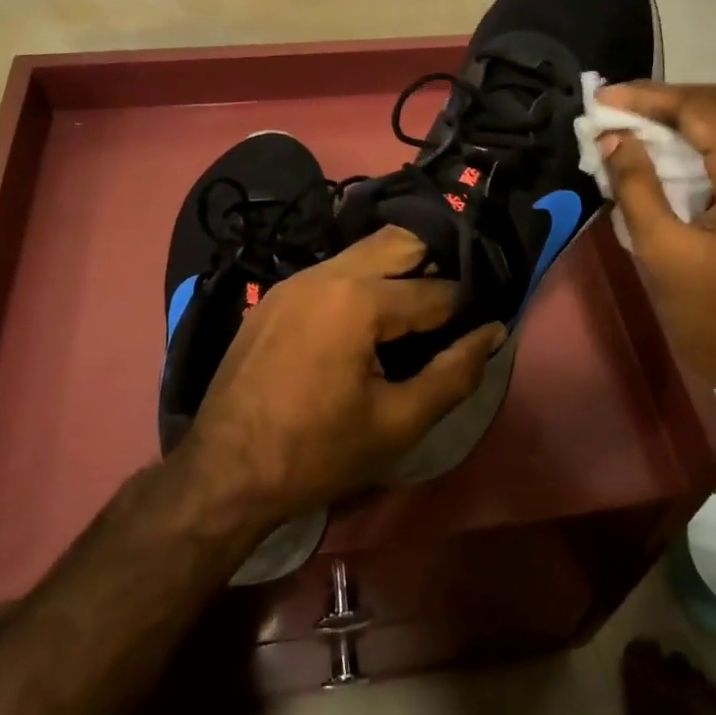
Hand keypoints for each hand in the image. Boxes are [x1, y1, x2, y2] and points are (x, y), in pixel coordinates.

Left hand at [183, 225, 504, 520]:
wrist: (223, 473)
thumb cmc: (317, 453)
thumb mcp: (397, 423)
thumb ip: (453, 374)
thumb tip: (492, 332)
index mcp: (358, 300)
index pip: (433, 290)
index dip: (465, 305)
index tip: (484, 317)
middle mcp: (326, 273)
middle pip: (397, 241)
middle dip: (434, 260)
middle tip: (455, 299)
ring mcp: (294, 281)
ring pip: (362, 253)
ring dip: (397, 269)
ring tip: (418, 307)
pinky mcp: (275, 296)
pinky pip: (332, 272)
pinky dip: (362, 282)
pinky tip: (370, 318)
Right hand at [597, 82, 715, 410]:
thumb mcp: (664, 254)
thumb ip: (637, 187)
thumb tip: (613, 139)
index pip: (701, 109)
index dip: (648, 98)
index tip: (602, 99)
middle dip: (673, 97)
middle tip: (624, 108)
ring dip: (694, 117)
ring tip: (642, 126)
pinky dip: (711, 144)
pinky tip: (677, 160)